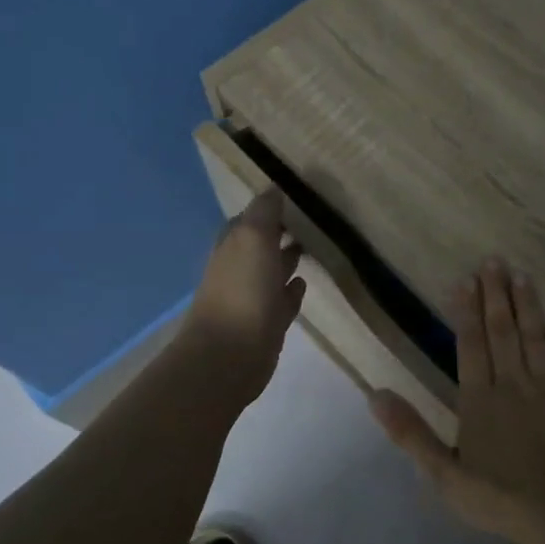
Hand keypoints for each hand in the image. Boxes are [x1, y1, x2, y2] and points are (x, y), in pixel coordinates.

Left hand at [182, 190, 305, 401]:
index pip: (249, 218)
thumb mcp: (253, 239)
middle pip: (261, 244)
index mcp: (233, 245)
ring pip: (272, 271)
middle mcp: (240, 268)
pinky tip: (304, 283)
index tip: (296, 196)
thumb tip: (274, 188)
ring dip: (288, 259)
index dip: (268, 207)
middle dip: (280, 232)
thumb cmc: (242, 291)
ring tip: (314, 246)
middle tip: (311, 219)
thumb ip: (264, 212)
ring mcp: (253, 298)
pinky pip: (282, 301)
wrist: (230, 355)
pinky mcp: (267, 324)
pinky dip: (292, 290)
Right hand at [370, 259, 544, 543]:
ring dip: (528, 307)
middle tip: (495, 261)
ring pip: (536, 339)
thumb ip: (410, 433)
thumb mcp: (443, 474)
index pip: (470, 344)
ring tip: (523, 277)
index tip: (466, 279)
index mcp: (480, 399)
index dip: (467, 310)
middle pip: (503, 331)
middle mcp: (513, 385)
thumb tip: (375, 395)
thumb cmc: (497, 497)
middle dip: (497, 295)